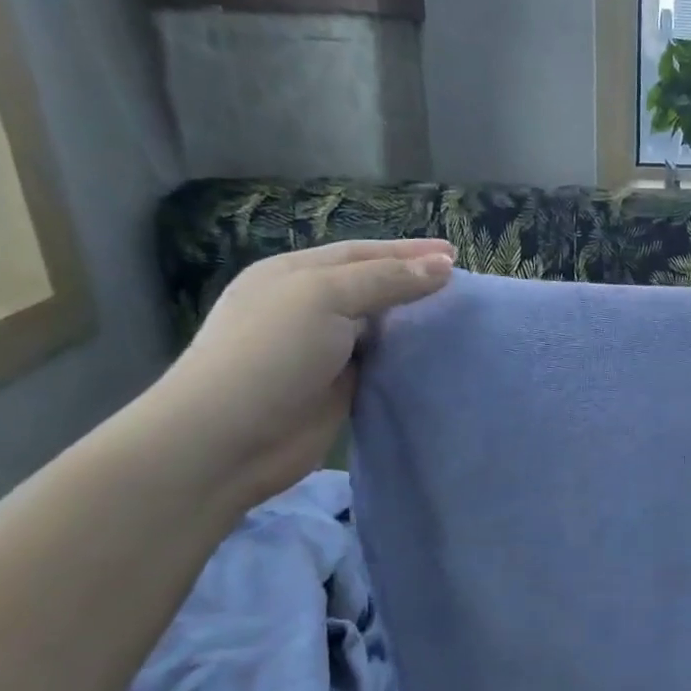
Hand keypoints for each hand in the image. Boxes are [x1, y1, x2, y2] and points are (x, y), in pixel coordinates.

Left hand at [146, 240, 453, 506]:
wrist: (228, 440)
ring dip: (414, 321)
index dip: (408, 251)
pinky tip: (436, 354)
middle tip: (463, 286)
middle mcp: (308, 307)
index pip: (362, 253)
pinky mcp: (338, 389)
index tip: (455, 254)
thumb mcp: (324, 299)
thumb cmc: (270, 355)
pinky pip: (382, 364)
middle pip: (372, 287)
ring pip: (380, 327)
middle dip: (415, 282)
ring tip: (459, 317)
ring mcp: (323, 350)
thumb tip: (443, 266)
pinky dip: (408, 357)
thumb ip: (385, 281)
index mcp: (295, 274)